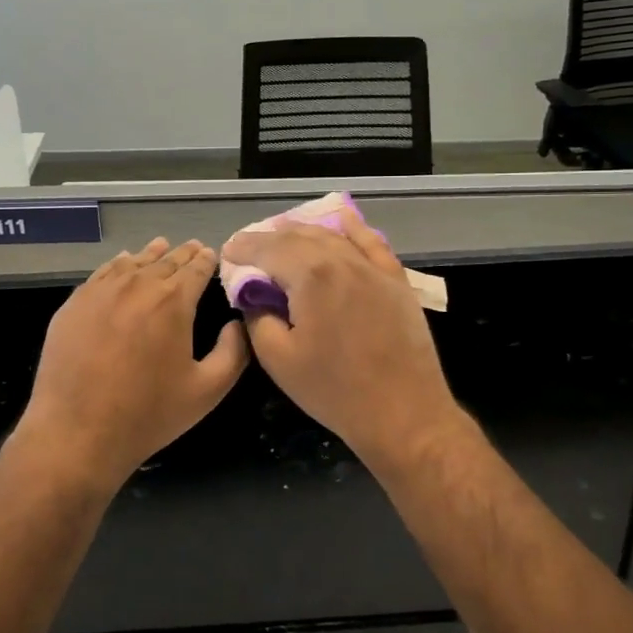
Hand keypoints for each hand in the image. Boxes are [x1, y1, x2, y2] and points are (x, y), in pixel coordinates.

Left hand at [17, 238, 249, 497]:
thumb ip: (233, 352)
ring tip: (161, 247)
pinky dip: (118, 264)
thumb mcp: (208, 390)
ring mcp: (101, 291)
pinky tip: (122, 263)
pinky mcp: (74, 303)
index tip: (211, 255)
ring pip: (132, 262)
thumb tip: (238, 323)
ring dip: (151, 254)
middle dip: (182, 254)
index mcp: (174, 301)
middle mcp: (138, 285)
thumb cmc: (148, 413)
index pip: (196, 269)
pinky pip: (102, 273)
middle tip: (193, 248)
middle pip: (165, 261)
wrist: (77, 431)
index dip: (206, 260)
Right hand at [222, 215, 465, 475]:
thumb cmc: (335, 390)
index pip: (268, 249)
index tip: (227, 251)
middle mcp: (342, 260)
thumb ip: (258, 318)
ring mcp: (373, 269)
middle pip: (298, 238)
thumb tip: (254, 298)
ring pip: (332, 237)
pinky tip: (342, 219)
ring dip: (303, 232)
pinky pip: (372, 244)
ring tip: (282, 233)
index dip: (244, 248)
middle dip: (269, 238)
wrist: (404, 413)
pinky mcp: (396, 281)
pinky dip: (353, 229)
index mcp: (310, 275)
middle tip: (248, 247)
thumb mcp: (278, 359)